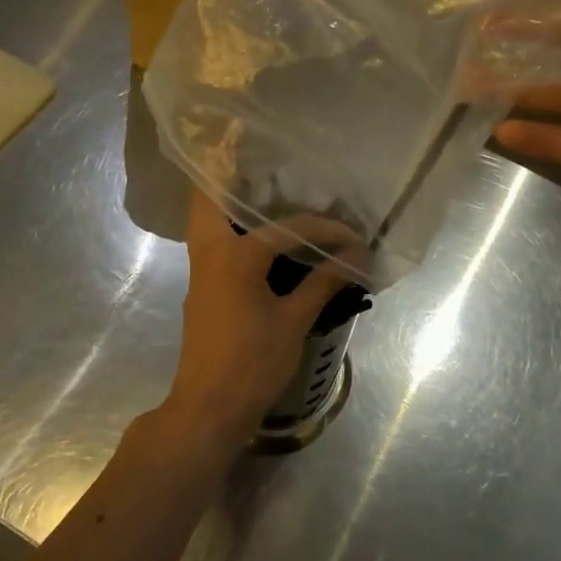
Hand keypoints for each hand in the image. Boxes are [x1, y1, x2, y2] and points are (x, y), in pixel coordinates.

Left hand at [168, 190, 353, 442]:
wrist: (207, 410)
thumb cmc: (252, 363)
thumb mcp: (294, 322)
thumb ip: (323, 283)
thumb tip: (358, 256)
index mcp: (235, 256)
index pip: (288, 228)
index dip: (325, 230)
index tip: (354, 237)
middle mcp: (211, 253)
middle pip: (208, 197)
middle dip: (225, 168)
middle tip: (252, 150)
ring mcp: (202, 270)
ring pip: (205, 217)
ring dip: (224, 196)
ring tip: (257, 182)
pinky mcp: (203, 287)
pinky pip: (212, 239)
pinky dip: (229, 223)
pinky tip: (259, 231)